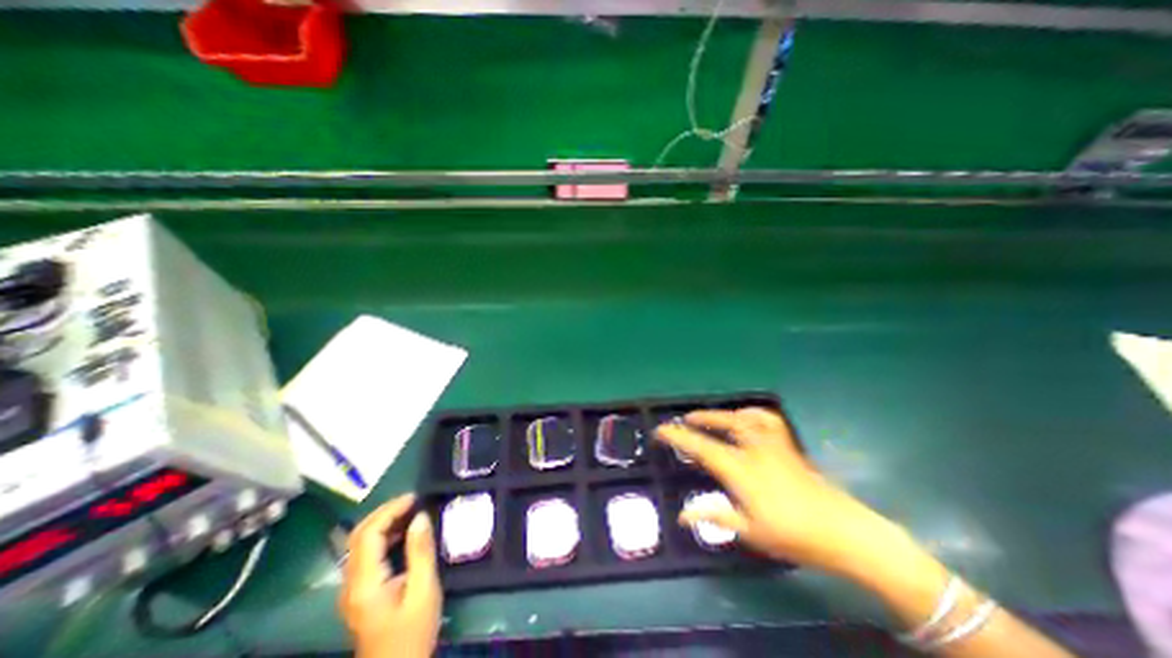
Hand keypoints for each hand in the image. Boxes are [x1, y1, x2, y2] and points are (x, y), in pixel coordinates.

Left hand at [345, 494, 445, 657]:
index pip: (368, 535)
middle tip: (412, 499)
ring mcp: (352, 589)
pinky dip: (384, 536)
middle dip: (384, 512)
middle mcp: (351, 583)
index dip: (389, 510)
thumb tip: (420, 516)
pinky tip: (404, 532)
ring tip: (411, 510)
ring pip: (360, 544)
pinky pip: (367, 554)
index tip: (414, 497)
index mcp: (365, 583)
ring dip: (383, 522)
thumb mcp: (424, 590)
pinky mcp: (360, 591)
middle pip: (358, 536)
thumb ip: (420, 551)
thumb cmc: (413, 631)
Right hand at [658, 409, 905, 576]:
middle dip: (698, 419)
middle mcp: (754, 449)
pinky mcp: (787, 446)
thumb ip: (714, 517)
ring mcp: (773, 444)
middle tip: (681, 420)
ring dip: (721, 414)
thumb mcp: (749, 531)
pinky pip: (768, 420)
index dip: (678, 436)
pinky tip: (746, 416)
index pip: (701, 447)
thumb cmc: (793, 534)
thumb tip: (682, 515)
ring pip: (743, 418)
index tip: (660, 430)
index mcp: (740, 469)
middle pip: (722, 424)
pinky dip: (753, 413)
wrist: (844, 532)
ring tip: (708, 416)